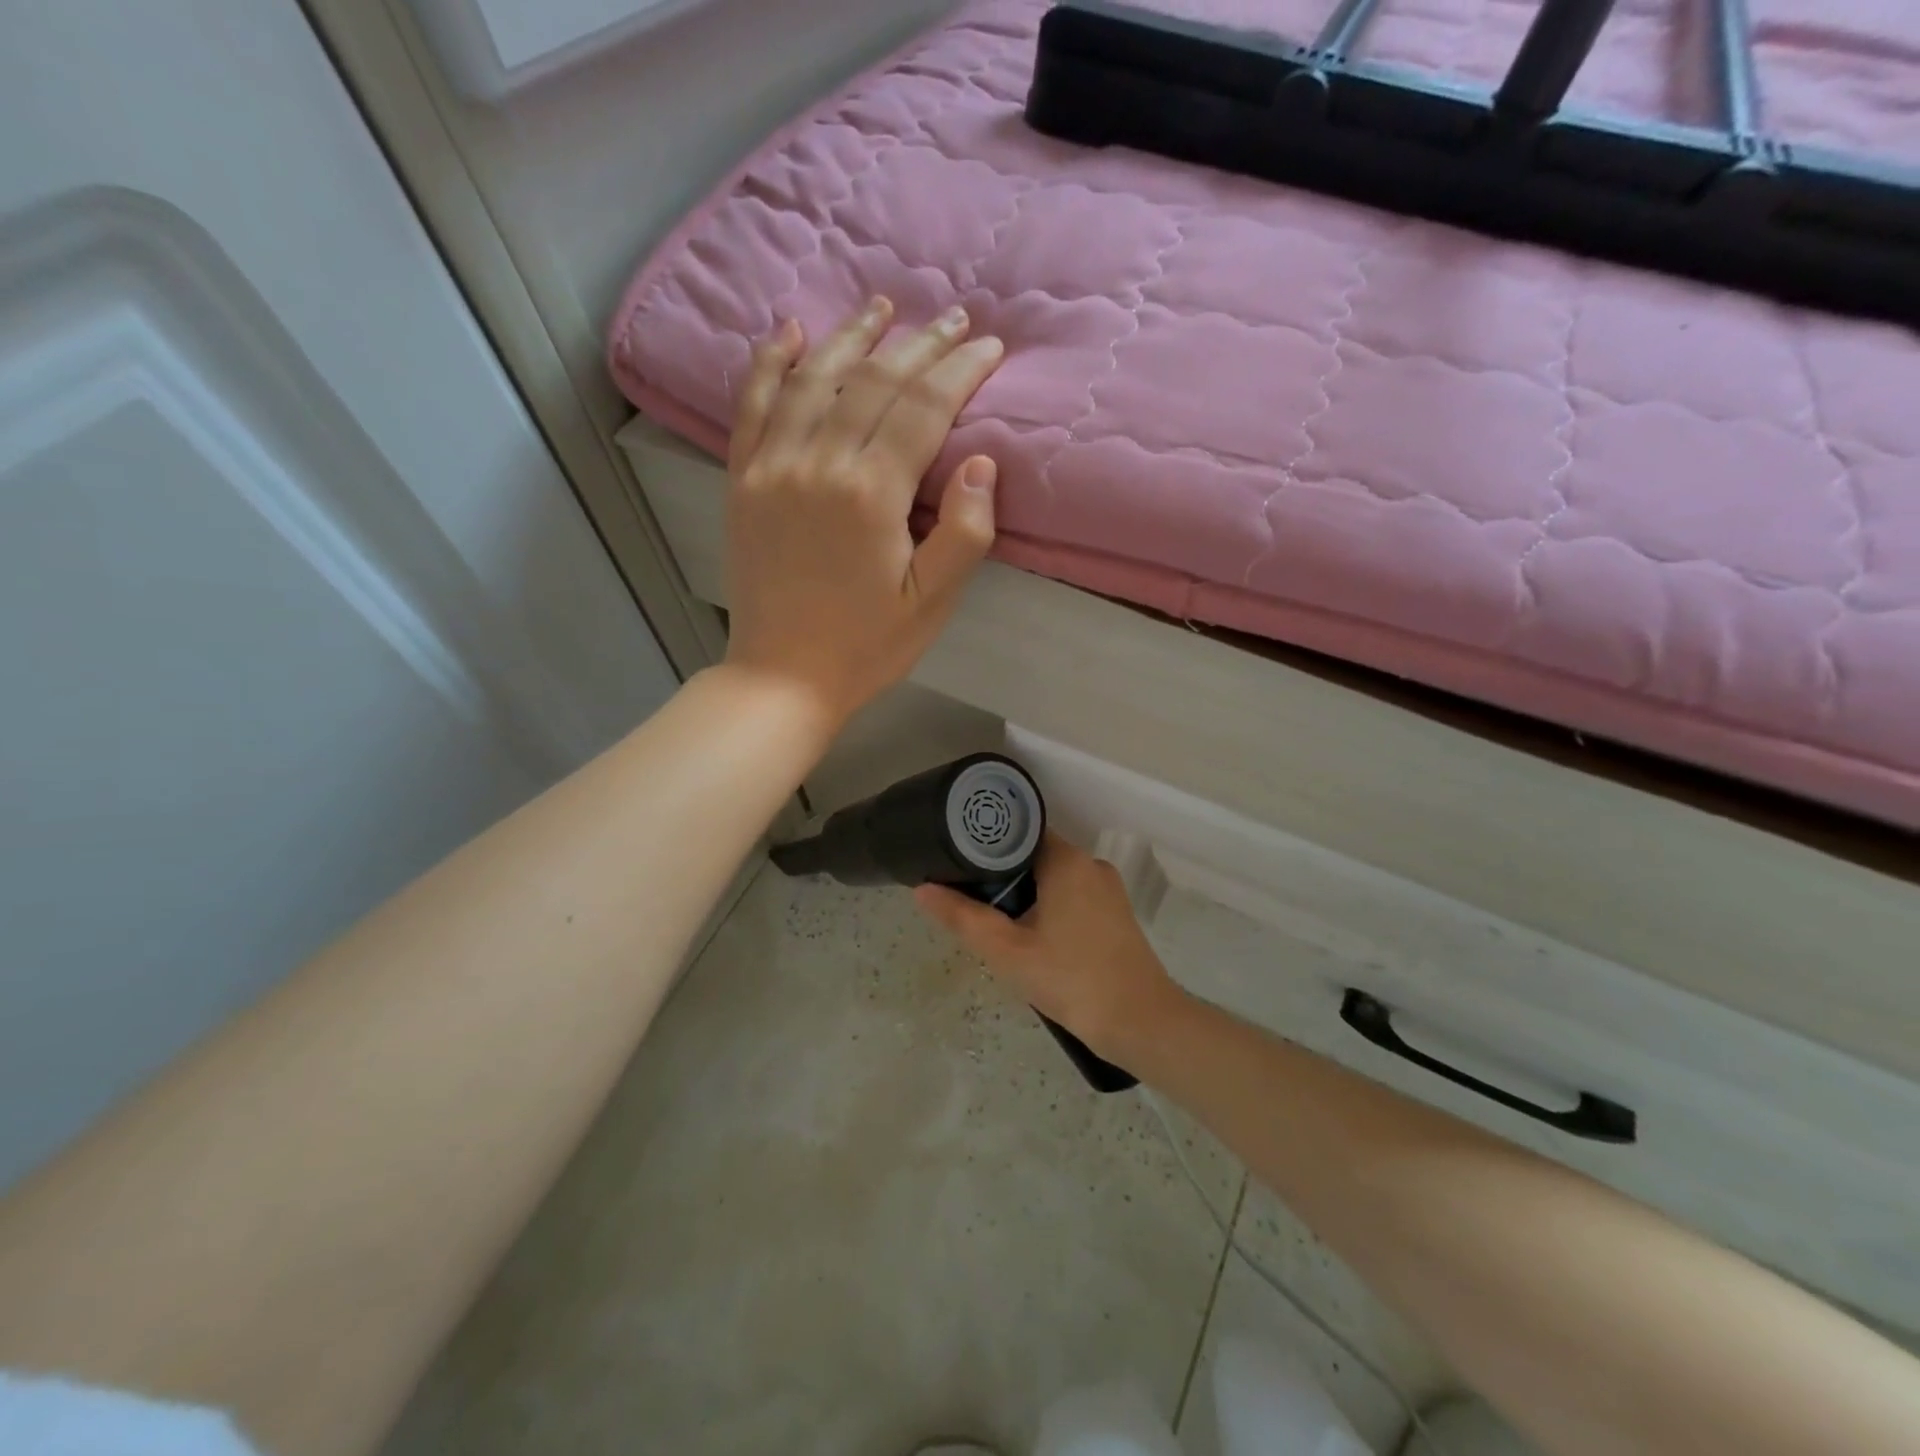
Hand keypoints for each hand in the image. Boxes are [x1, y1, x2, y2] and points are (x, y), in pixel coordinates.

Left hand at [724, 297, 1004, 726]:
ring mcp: (772, 468)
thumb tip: (983, 462)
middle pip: (874, 381)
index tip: (989, 346)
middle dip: (920, 343)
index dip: (960, 371)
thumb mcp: (931, 603)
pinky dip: (770, 362)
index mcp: (871, 495)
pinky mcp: (742, 482)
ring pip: (814, 378)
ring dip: (851, 335)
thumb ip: (964, 532)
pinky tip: (789, 331)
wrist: (783, 677)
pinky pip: (752, 405)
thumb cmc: (866, 646)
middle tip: (953, 318)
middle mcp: (818, 464)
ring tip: (882, 305)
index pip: (924, 408)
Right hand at [914, 833, 1186, 1063]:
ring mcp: (1108, 890)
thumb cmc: (1070, 979)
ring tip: (999, 924)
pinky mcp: (1117, 914)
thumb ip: (962, 917)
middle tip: (974, 903)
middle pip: (1036, 856)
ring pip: (1055, 879)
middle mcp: (1091, 864)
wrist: (1140, 1023)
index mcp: (1067, 860)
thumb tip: (922, 889)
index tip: (960, 863)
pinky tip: (1034, 939)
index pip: (1019, 832)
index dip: (987, 845)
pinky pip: (1073, 897)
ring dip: (1027, 896)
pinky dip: (1050, 908)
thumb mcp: (1007, 951)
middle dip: (1004, 877)